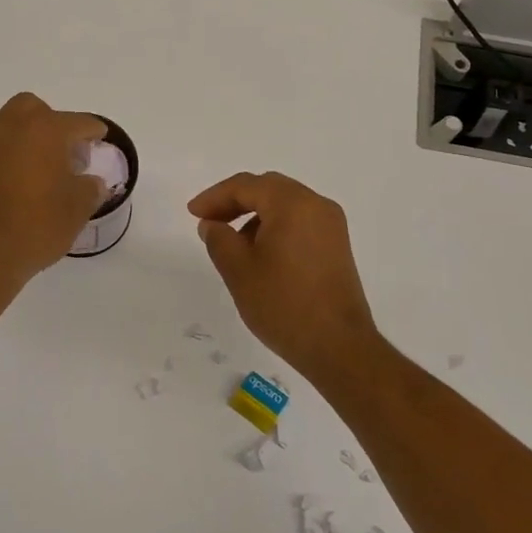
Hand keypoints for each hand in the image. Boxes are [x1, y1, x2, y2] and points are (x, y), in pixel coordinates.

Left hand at [0, 94, 107, 282]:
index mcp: (46, 129)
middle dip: (49, 122)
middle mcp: (12, 125)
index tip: (100, 138)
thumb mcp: (78, 209)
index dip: (93, 131)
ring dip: (13, 128)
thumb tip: (92, 183)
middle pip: (33, 108)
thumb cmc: (37, 224)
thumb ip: (90, 188)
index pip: (78, 122)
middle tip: (61, 148)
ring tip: (26, 152)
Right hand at [187, 172, 380, 374]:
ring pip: (285, 205)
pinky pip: (299, 222)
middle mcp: (317, 205)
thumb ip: (219, 239)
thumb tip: (213, 224)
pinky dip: (275, 227)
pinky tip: (259, 254)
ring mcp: (331, 226)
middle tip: (209, 221)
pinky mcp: (336, 246)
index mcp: (293, 204)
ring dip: (255, 215)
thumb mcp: (238, 270)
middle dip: (235, 201)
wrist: (338, 346)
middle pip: (268, 189)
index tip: (193, 213)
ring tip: (232, 243)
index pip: (246, 186)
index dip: (215, 197)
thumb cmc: (283, 304)